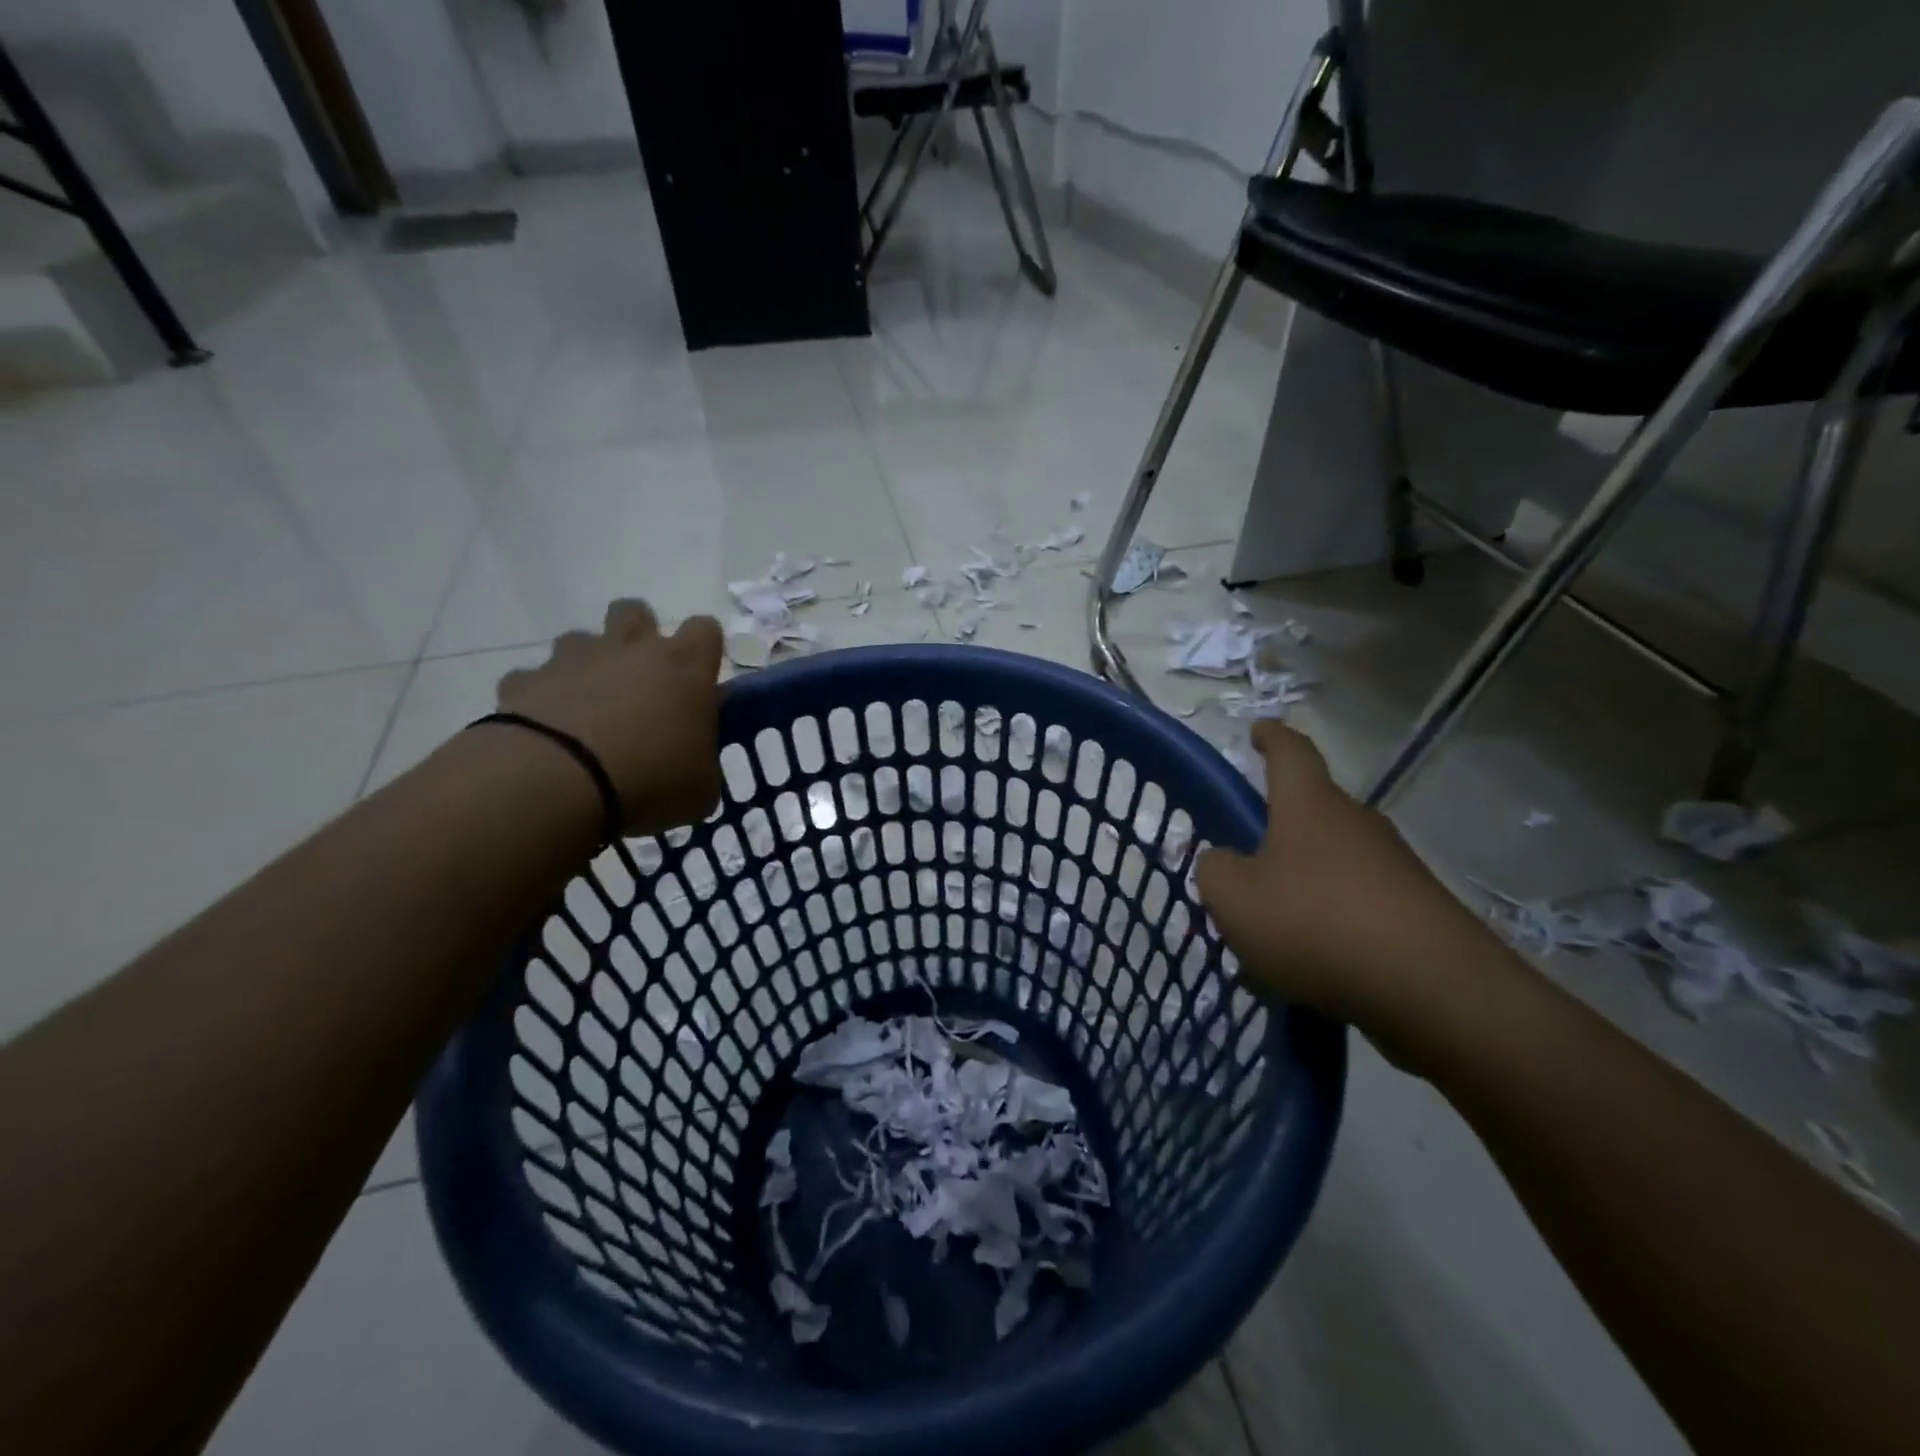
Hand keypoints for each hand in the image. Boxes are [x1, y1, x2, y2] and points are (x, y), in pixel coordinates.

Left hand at [496, 601, 723, 834]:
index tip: (699, 679)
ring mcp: (573, 660)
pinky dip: (541, 698)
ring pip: (580, 639)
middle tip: (641, 680)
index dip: (703, 650)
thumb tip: (692, 755)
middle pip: (635, 611)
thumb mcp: (701, 786)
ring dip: (588, 665)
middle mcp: (630, 650)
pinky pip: (533, 679)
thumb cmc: (650, 779)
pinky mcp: (525, 681)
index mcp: (684, 667)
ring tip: (589, 707)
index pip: (706, 630)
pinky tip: (544, 732)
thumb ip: (701, 759)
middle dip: (638, 636)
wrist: (558, 783)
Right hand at [1196, 721, 1514, 1047]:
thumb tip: (1222, 861)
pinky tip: (1313, 965)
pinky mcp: (1419, 912)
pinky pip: (1359, 904)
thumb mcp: (1234, 899)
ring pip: (1334, 863)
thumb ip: (1213, 870)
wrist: (1435, 991)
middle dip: (1278, 830)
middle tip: (1244, 866)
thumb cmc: (1317, 924)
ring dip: (1303, 884)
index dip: (1271, 737)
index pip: (1291, 752)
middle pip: (1312, 811)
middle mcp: (1356, 823)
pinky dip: (1332, 922)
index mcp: (1309, 805)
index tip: (1258, 730)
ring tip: (1272, 932)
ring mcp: (1395, 867)